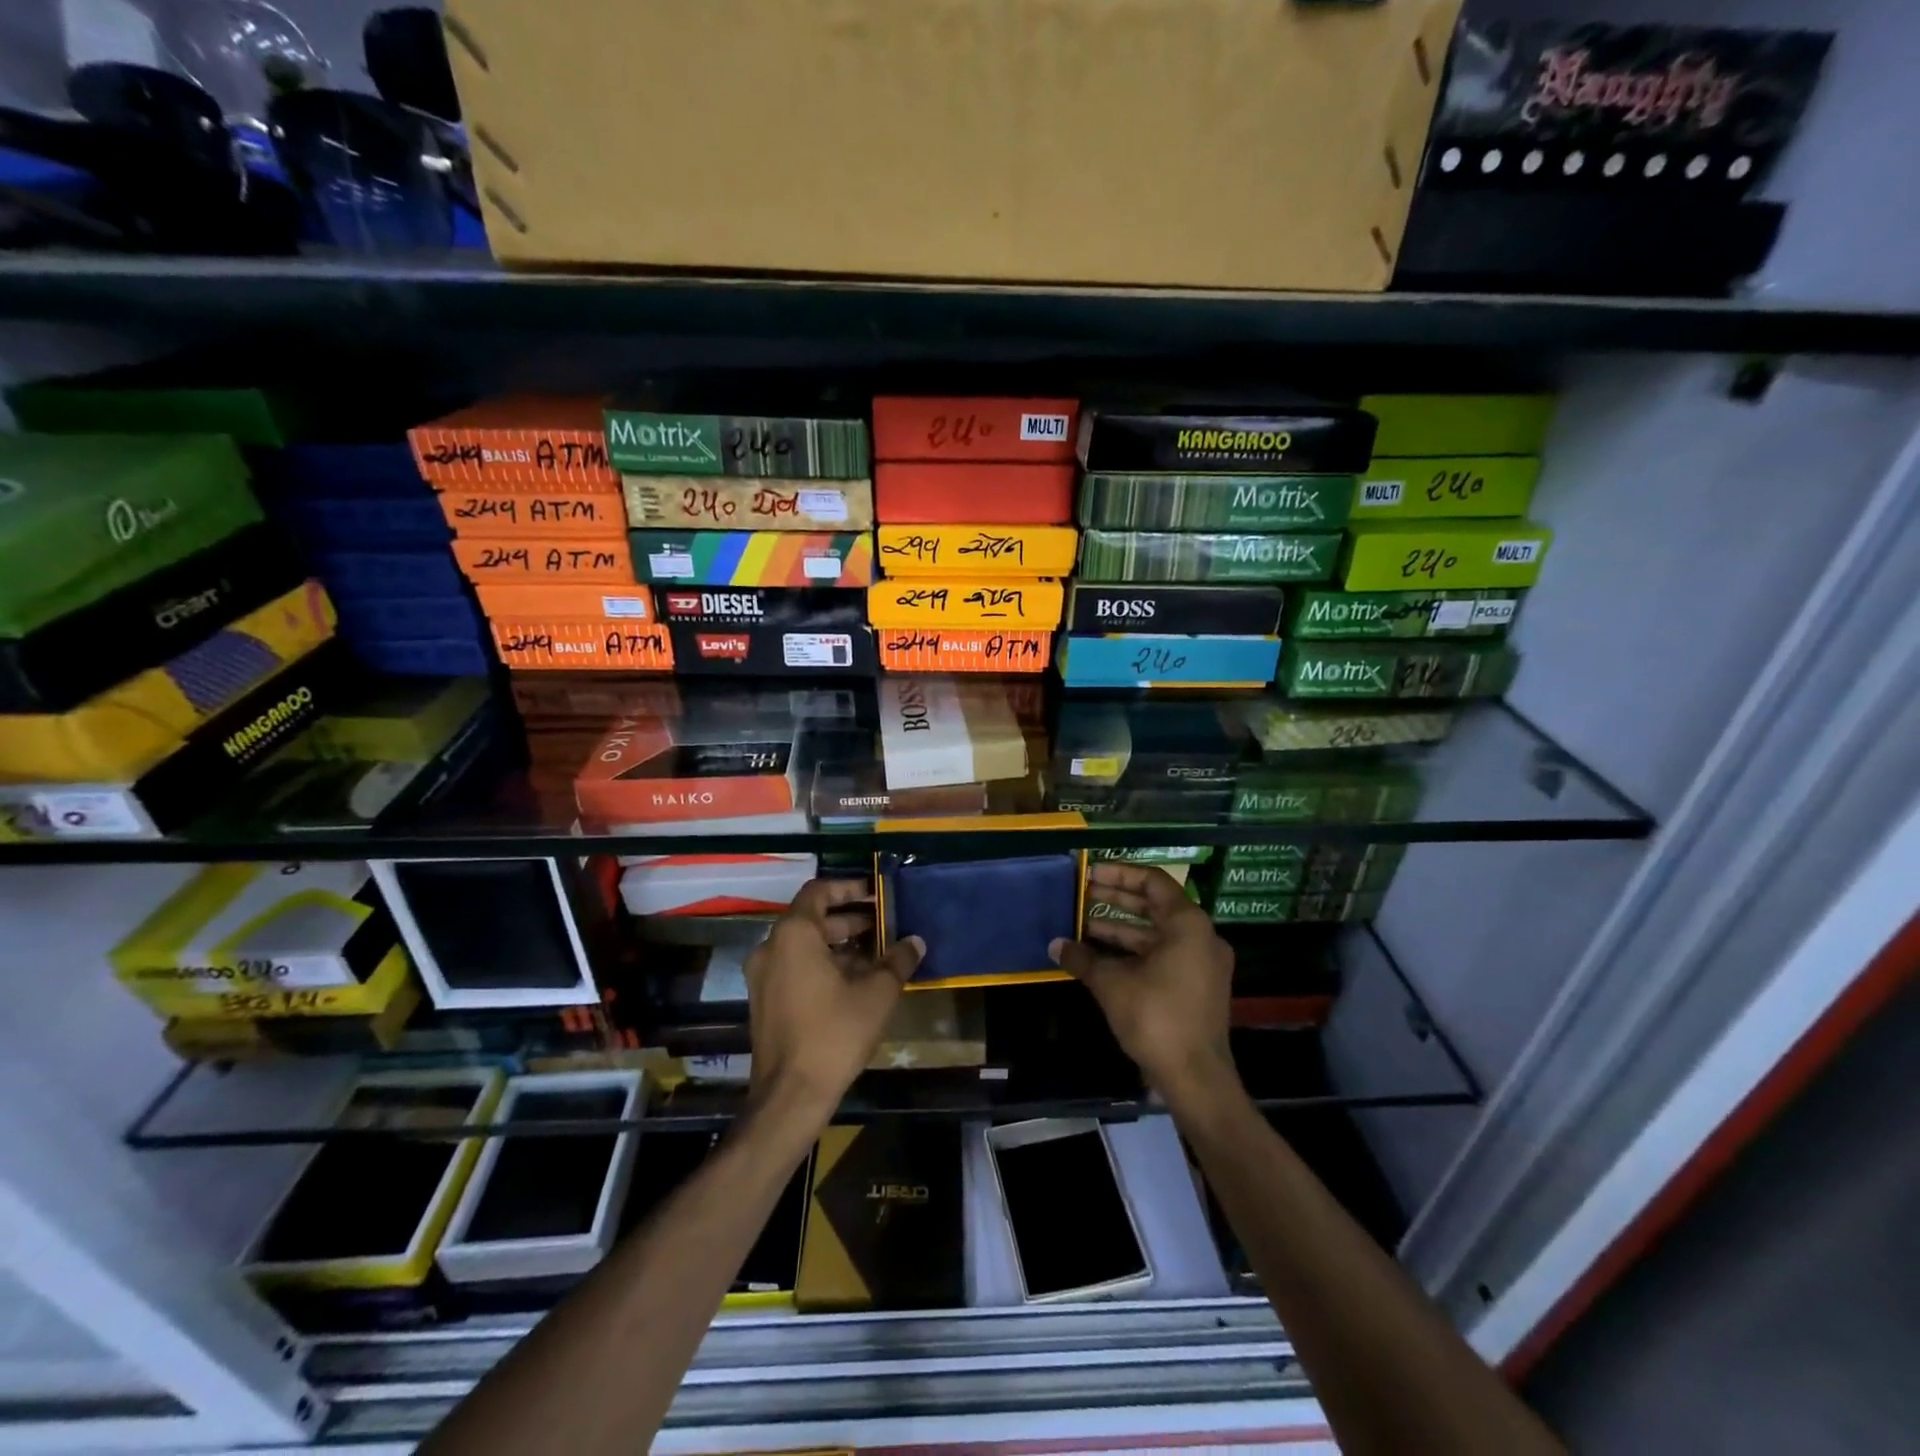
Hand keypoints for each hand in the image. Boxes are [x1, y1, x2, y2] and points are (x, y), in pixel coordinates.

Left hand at [744, 878, 923, 1122]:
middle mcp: (771, 947)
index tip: (876, 894)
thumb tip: (915, 941)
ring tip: (875, 955)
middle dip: (849, 919)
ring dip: (838, 944)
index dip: (849, 888)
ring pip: (803, 945)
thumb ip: (897, 961)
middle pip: (812, 918)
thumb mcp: (877, 994)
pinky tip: (853, 982)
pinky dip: (821, 964)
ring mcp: (762, 975)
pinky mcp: (763, 1000)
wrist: (790, 1095)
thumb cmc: (834, 1034)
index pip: (819, 891)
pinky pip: (794, 967)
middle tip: (883, 925)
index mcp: (794, 934)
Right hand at [1050, 862, 1237, 1106]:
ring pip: (1157, 934)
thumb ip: (1083, 958)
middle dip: (1116, 900)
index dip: (1119, 874)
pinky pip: (1164, 955)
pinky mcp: (1198, 986)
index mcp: (1188, 924)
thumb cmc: (1156, 1018)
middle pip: (1155, 905)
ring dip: (1121, 929)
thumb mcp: (1112, 984)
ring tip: (1083, 926)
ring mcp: (1202, 963)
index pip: (1152, 882)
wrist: (1196, 1078)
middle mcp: (1201, 936)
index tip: (1089, 873)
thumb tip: (1055, 945)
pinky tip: (1102, 958)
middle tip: (1082, 894)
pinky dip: (1135, 952)